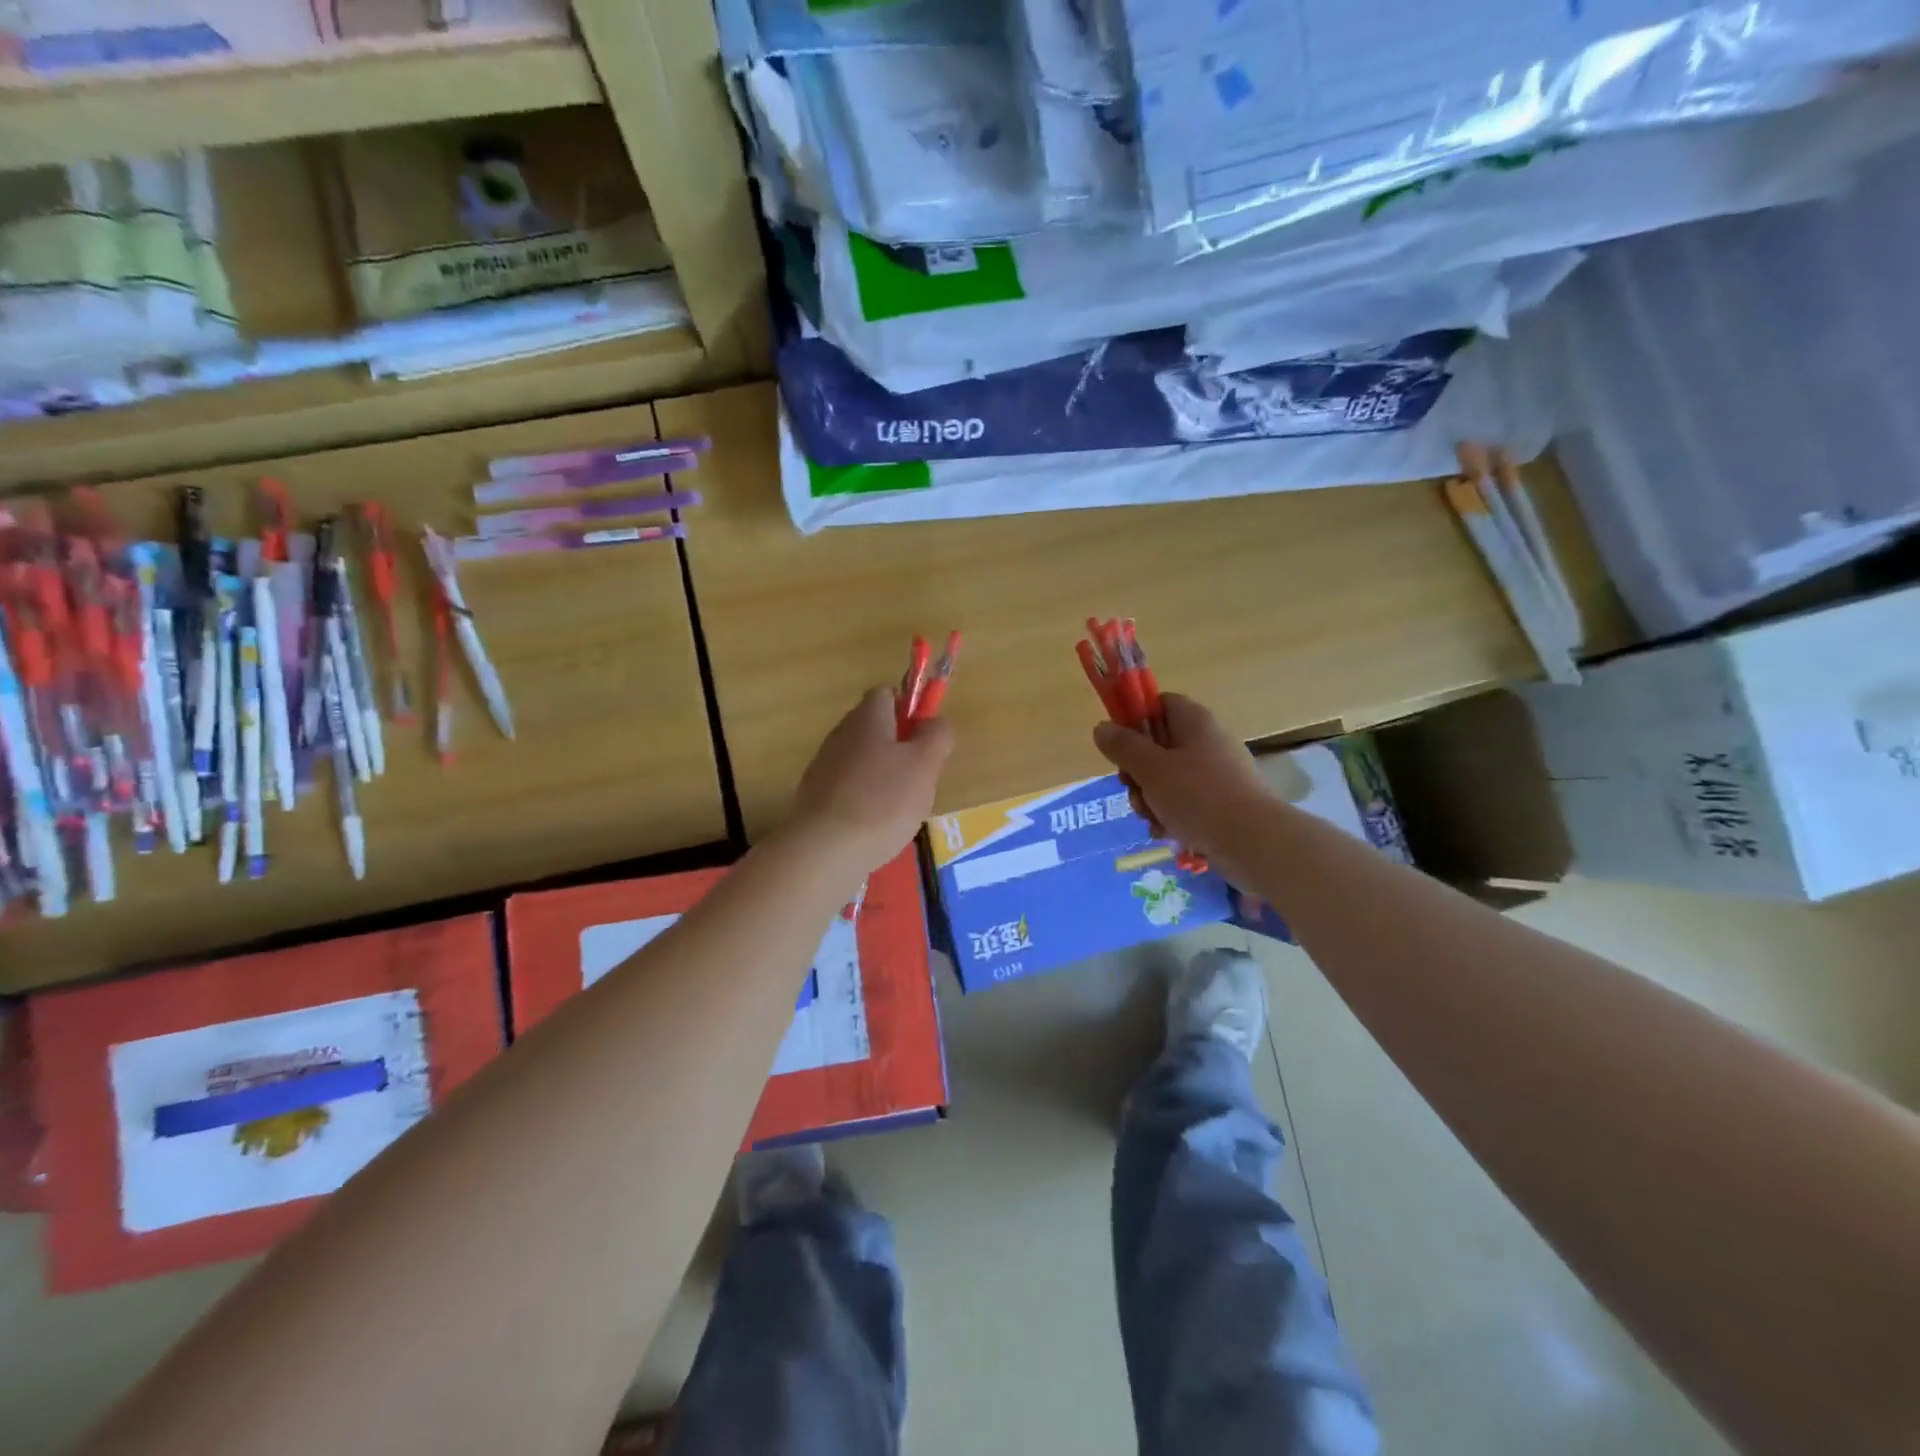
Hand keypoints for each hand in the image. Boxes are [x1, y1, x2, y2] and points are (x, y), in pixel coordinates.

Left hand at [790, 687, 953, 875]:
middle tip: (919, 779)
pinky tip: (876, 827)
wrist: (825, 849)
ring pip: (864, 762)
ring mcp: (824, 766)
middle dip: (901, 750)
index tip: (926, 740)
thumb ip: (936, 736)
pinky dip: (866, 802)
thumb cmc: (882, 800)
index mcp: (867, 717)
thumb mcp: (924, 764)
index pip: (888, 694)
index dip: (911, 710)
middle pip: (877, 729)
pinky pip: (850, 789)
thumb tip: (934, 721)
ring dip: (884, 779)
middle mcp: (841, 734)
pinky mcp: (816, 797)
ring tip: (900, 810)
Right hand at [1092, 694, 1273, 873]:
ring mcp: (1218, 773)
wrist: (1254, 843)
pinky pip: (1186, 802)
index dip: (1135, 720)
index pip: (1159, 703)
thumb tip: (1101, 727)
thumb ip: (1123, 747)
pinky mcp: (1223, 803)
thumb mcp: (1151, 769)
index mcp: (1194, 721)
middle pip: (1158, 745)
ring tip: (1152, 819)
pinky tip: (1167, 832)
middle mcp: (1208, 741)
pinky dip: (1172, 815)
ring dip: (1151, 799)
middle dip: (1138, 772)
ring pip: (1168, 778)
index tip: (1119, 746)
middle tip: (1133, 790)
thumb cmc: (1199, 797)